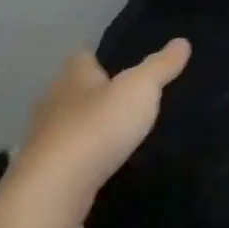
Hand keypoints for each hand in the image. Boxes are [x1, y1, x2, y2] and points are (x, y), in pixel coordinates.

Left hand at [10, 39, 190, 209]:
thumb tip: (182, 41)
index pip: (83, 55)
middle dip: (97, 94)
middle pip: (75, 89)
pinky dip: (85, 157)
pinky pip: (70, 155)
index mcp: (73, 75)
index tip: (124, 64)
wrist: (57, 186)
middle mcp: (53, 100)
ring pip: (70, 123)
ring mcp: (46, 137)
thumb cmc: (99, 127)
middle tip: (129, 102)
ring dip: (90, 127)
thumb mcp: (139, 90)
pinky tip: (103, 165)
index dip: (102, 57)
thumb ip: (160, 67)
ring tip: (120, 135)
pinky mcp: (48, 169)